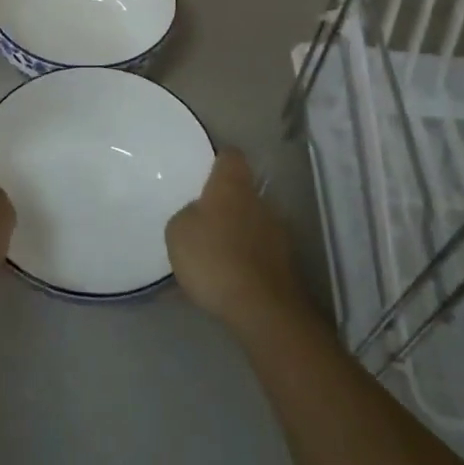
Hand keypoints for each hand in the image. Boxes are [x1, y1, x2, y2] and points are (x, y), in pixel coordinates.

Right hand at [166, 149, 308, 334]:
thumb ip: (188, 215)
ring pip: (251, 223)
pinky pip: (257, 253)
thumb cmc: (213, 257)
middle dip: (225, 204)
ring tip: (213, 257)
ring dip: (236, 234)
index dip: (218, 161)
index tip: (205, 171)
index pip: (230, 156)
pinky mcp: (285, 263)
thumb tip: (199, 215)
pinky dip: (244, 261)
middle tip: (202, 222)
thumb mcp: (178, 232)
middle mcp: (260, 201)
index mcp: (232, 186)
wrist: (261, 308)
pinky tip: (227, 280)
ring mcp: (278, 233)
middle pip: (242, 192)